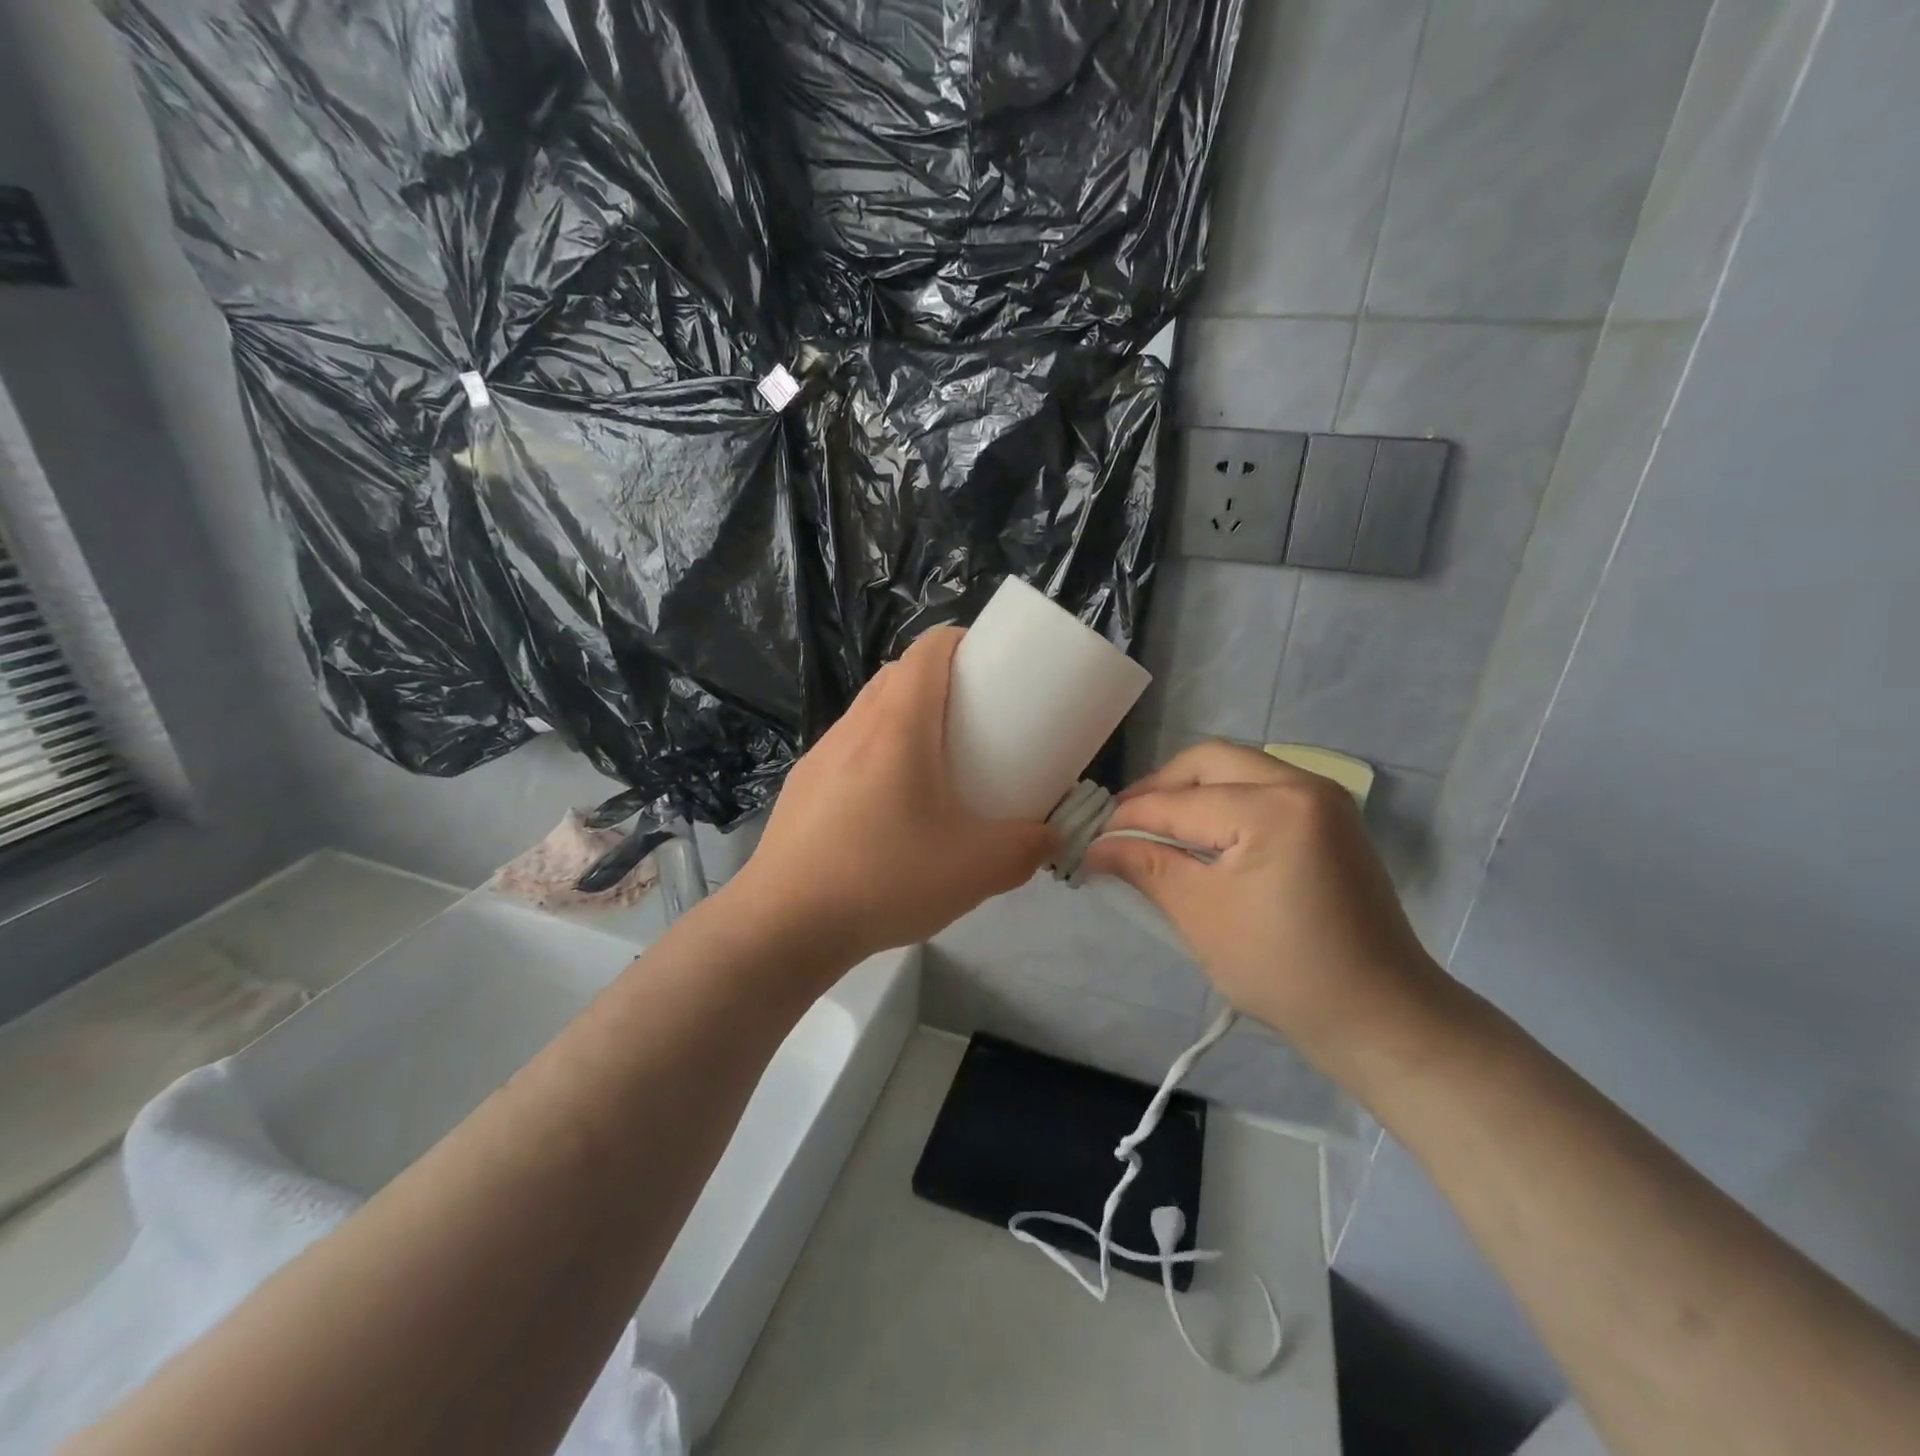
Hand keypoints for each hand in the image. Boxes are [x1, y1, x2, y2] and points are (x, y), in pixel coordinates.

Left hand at [735, 626, 1057, 967]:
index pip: (926, 651)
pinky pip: (847, 749)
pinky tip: (887, 809)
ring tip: (932, 764)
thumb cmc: (883, 878)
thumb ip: (1026, 849)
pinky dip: (875, 754)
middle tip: (973, 719)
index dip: (960, 642)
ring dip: (903, 718)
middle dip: (937, 681)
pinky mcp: (802, 787)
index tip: (990, 664)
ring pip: (868, 712)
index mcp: (898, 726)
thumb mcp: (975, 869)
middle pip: (897, 676)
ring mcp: (820, 756)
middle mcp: (854, 727)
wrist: (784, 924)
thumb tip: (1050, 837)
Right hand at [1083, 741, 1443, 1054]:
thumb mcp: (1200, 916)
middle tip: (1123, 823)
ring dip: (1191, 791)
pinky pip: (1262, 787)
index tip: (1089, 839)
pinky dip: (1224, 801)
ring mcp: (1323, 798)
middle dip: (1159, 788)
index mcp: (1272, 808)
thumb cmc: (1283, 970)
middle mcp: (1302, 784)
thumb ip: (1144, 866)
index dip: (1127, 820)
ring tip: (1157, 828)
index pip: (1179, 803)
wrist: (1380, 1016)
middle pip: (1209, 761)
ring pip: (1237, 769)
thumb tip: (1094, 847)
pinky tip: (1201, 834)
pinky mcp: (1331, 818)